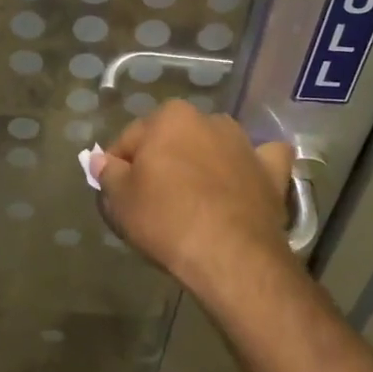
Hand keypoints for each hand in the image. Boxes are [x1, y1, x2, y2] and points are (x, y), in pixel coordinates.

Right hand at [91, 101, 296, 298]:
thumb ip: (108, 173)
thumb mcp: (121, 200)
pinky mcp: (272, 172)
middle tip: (152, 199)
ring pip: (214, 147)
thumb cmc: (166, 219)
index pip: (131, 139)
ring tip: (194, 200)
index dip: (119, 166)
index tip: (117, 192)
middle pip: (174, 140)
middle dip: (163, 161)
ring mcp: (245, 144)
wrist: (230, 254)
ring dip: (204, 162)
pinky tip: (246, 181)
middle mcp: (209, 120)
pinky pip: (262, 161)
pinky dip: (254, 168)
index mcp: (170, 117)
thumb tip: (100, 159)